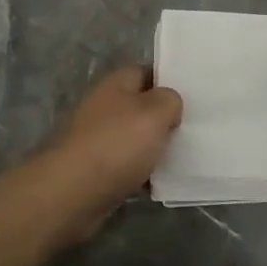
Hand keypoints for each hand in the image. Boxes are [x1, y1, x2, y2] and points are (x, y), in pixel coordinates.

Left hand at [36, 66, 183, 240]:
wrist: (72, 193)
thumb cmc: (116, 144)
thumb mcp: (155, 112)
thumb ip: (170, 100)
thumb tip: (169, 103)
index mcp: (116, 84)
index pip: (146, 72)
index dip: (169, 82)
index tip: (194, 96)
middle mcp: (105, 107)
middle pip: (141, 107)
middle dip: (165, 118)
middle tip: (194, 129)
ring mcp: (98, 139)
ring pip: (136, 138)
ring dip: (155, 148)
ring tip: (185, 157)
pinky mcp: (96, 170)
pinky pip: (128, 166)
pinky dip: (143, 174)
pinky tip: (161, 183)